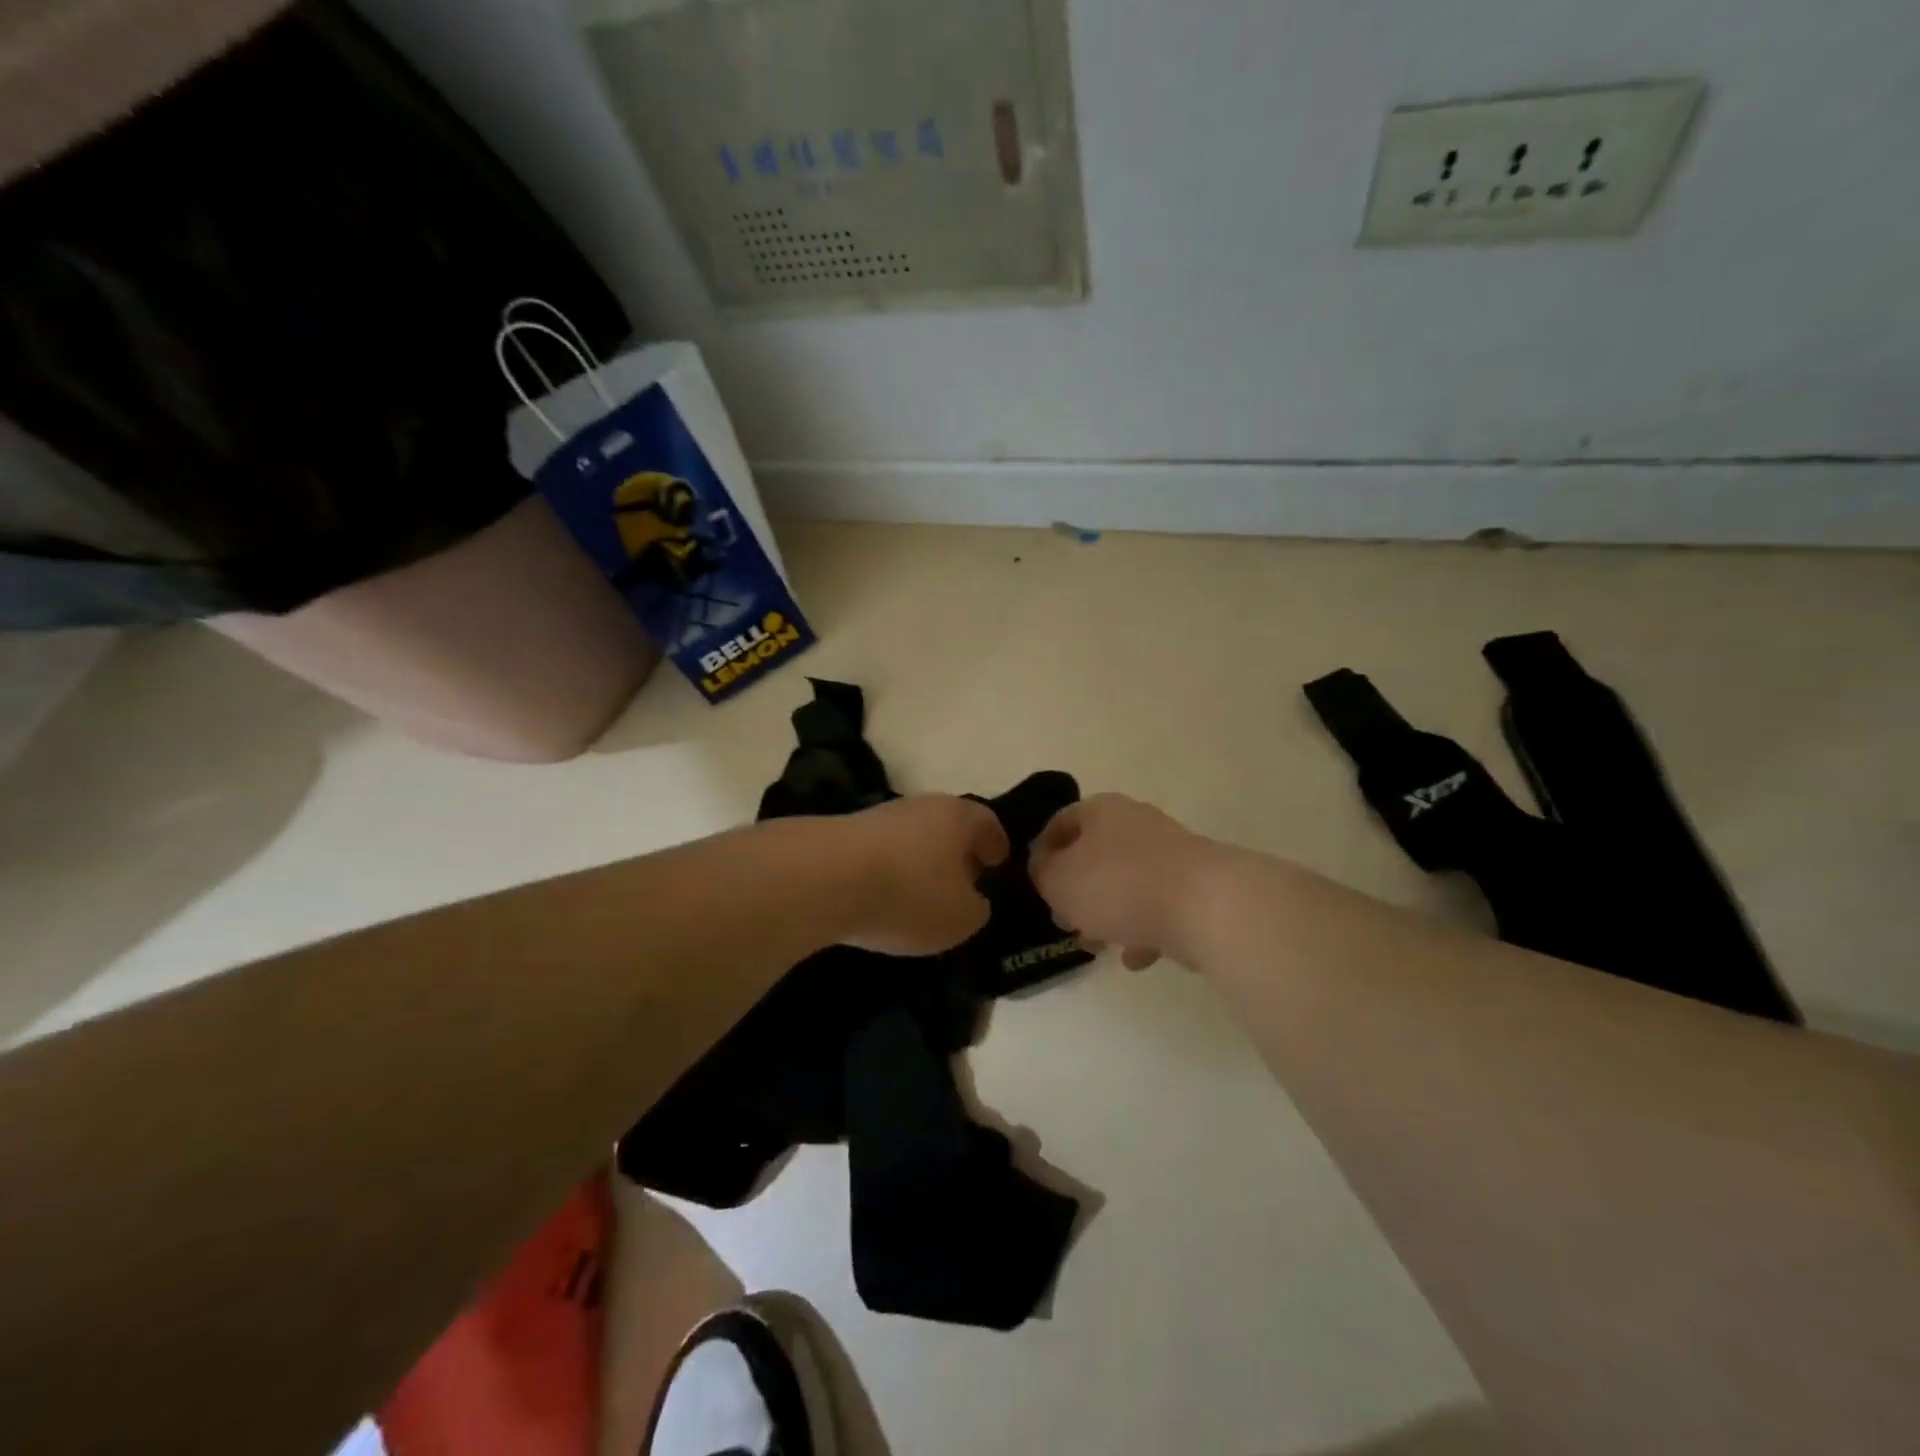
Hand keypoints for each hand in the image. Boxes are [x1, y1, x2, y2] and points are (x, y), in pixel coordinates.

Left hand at [835, 794, 1009, 955]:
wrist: (824, 878)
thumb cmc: (909, 894)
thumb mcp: (960, 918)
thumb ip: (976, 909)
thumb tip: (973, 901)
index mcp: (958, 817)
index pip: (987, 823)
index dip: (996, 843)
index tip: (998, 861)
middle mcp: (921, 806)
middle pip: (947, 826)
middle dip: (956, 852)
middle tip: (963, 880)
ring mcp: (879, 817)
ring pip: (911, 838)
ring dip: (920, 862)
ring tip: (921, 895)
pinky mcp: (844, 835)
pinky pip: (879, 853)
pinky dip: (888, 872)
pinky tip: (884, 896)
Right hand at [1029, 793, 1214, 969]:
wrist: (1205, 905)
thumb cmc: (1118, 885)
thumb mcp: (1058, 880)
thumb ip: (1042, 873)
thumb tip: (1044, 868)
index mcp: (1101, 810)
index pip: (1061, 822)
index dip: (1041, 852)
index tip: (1034, 883)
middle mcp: (1136, 823)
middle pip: (1095, 854)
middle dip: (1076, 889)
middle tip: (1063, 919)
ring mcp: (1170, 854)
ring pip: (1126, 882)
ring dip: (1108, 913)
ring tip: (1096, 945)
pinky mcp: (1195, 886)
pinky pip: (1157, 906)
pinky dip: (1143, 930)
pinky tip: (1135, 958)